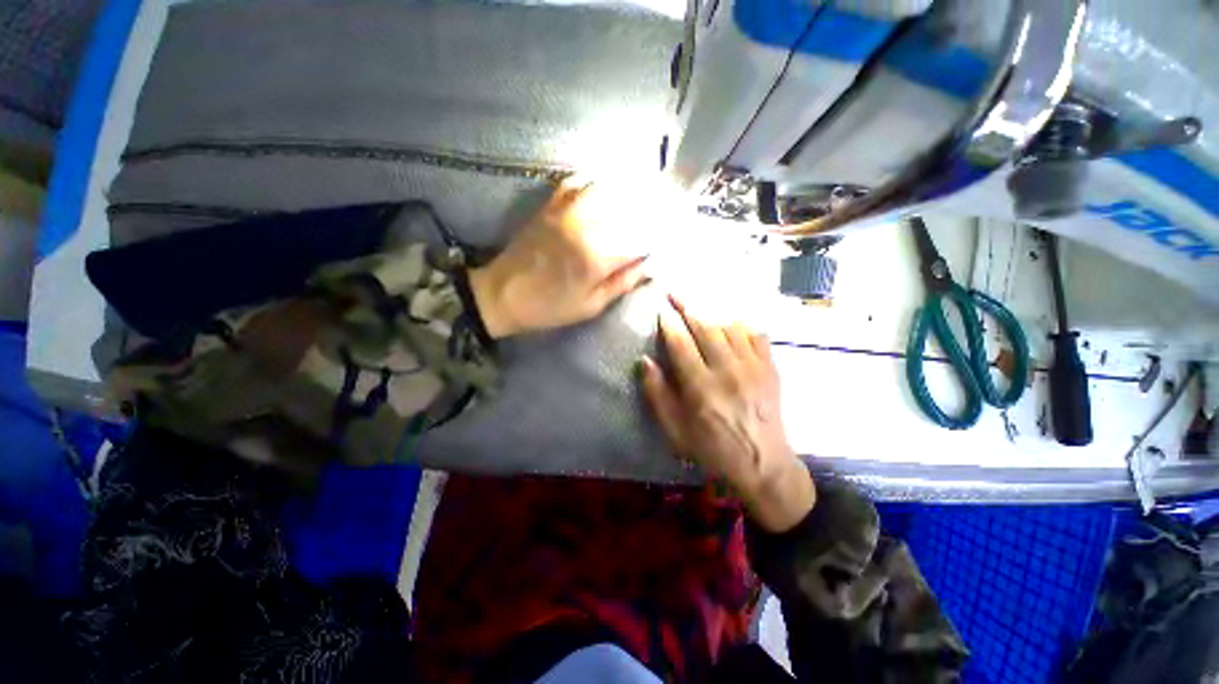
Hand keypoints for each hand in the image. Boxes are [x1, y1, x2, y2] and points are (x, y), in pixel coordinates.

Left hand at [468, 179, 650, 337]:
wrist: (503, 294)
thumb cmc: (550, 307)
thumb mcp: (591, 306)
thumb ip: (622, 282)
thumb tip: (649, 265)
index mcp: (596, 257)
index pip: (641, 237)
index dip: (660, 234)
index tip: (672, 234)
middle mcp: (585, 225)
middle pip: (629, 205)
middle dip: (652, 205)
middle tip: (667, 207)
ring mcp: (566, 210)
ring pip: (607, 186)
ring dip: (630, 187)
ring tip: (645, 191)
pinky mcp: (551, 204)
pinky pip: (578, 180)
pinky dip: (598, 179)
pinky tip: (608, 186)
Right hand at [641, 296, 814, 532]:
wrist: (764, 464)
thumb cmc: (712, 449)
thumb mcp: (675, 430)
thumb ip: (657, 394)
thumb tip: (645, 360)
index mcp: (701, 387)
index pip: (680, 343)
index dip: (669, 323)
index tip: (661, 309)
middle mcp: (727, 370)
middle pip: (705, 326)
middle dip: (687, 305)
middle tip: (674, 291)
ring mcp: (753, 366)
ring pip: (729, 326)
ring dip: (711, 311)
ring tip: (698, 303)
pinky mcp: (770, 368)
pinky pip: (754, 334)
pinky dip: (739, 324)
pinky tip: (729, 321)